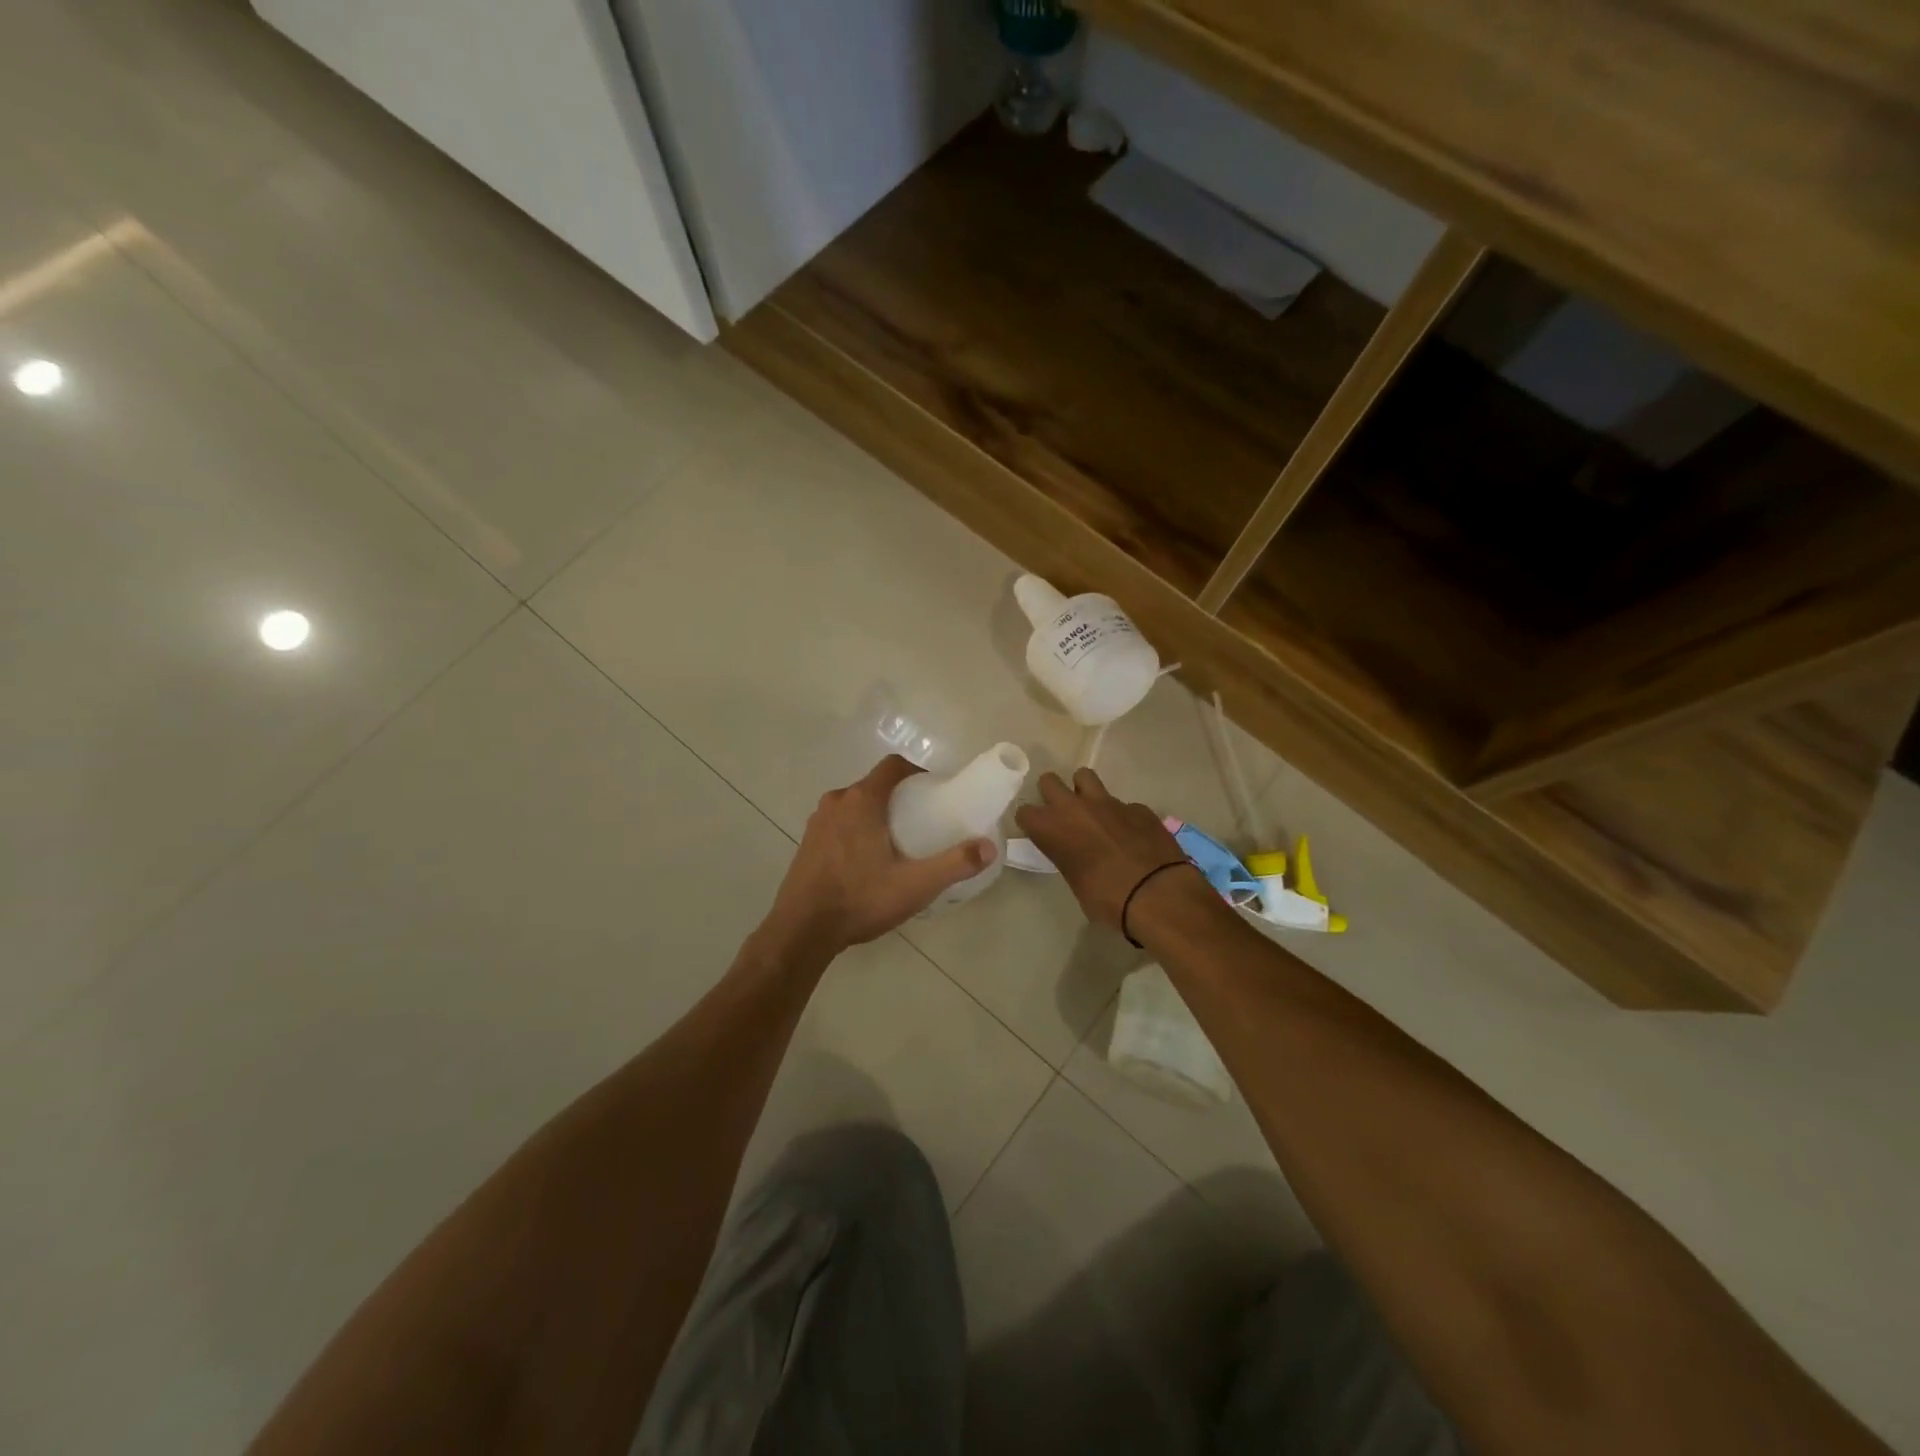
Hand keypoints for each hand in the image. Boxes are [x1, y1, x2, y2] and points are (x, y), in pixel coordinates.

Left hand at [765, 756, 996, 956]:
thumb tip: (989, 847)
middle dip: (899, 797)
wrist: (802, 930)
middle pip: (874, 785)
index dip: (917, 772)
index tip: (935, 792)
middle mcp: (837, 802)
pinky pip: (839, 823)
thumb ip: (955, 864)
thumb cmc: (860, 899)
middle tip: (922, 821)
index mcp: (862, 800)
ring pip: (854, 805)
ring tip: (897, 842)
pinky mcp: (807, 842)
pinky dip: (856, 830)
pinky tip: (867, 860)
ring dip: (876, 814)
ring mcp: (817, 822)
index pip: (893, 766)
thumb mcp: (915, 885)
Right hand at [1014, 769, 1195, 932]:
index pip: (1025, 812)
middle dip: (1052, 794)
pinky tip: (1131, 834)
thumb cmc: (1107, 899)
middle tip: (1062, 814)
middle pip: (1049, 781)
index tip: (1039, 833)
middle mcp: (1074, 808)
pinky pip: (1122, 803)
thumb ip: (1069, 859)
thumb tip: (1077, 855)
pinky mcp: (1137, 807)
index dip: (1032, 822)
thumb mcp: (1076, 883)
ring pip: (1084, 776)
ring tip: (1093, 812)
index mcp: (1052, 829)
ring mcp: (1108, 802)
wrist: (1157, 894)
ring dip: (1084, 791)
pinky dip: (1123, 815)